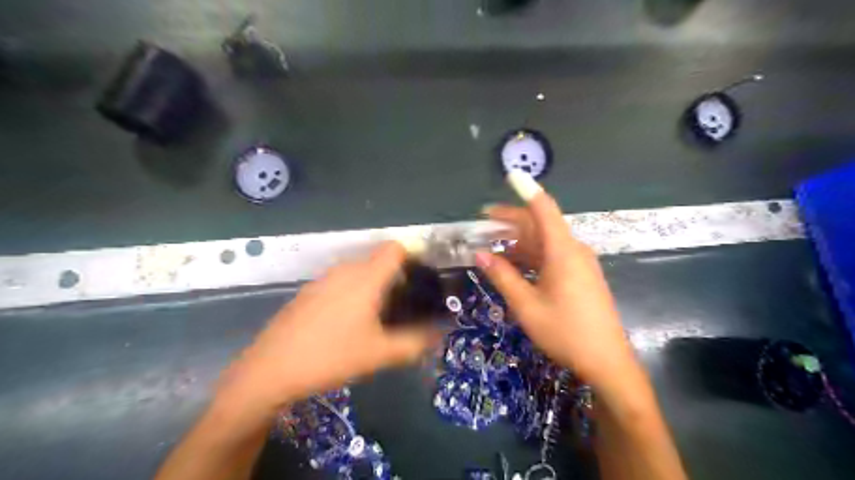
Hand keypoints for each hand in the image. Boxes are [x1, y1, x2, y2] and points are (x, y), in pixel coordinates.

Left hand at [218, 243, 439, 409]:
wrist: (270, 370)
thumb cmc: (331, 356)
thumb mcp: (379, 354)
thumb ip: (415, 343)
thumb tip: (438, 335)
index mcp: (365, 278)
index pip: (395, 248)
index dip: (413, 258)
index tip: (422, 281)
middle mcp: (344, 270)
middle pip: (378, 260)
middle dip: (397, 278)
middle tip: (405, 306)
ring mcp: (322, 280)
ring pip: (359, 272)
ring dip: (374, 287)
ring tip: (379, 317)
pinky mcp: (308, 292)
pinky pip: (340, 283)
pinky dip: (353, 293)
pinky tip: (348, 324)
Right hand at [477, 172, 637, 387]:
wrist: (606, 361)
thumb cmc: (564, 331)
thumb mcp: (526, 305)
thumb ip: (502, 276)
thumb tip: (479, 254)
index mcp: (562, 251)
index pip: (544, 209)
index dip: (527, 190)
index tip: (511, 175)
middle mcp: (573, 250)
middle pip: (540, 225)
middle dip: (510, 221)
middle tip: (482, 222)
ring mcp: (579, 263)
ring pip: (544, 242)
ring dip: (518, 241)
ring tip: (491, 245)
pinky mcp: (580, 275)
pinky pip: (552, 256)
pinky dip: (531, 255)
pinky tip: (514, 264)